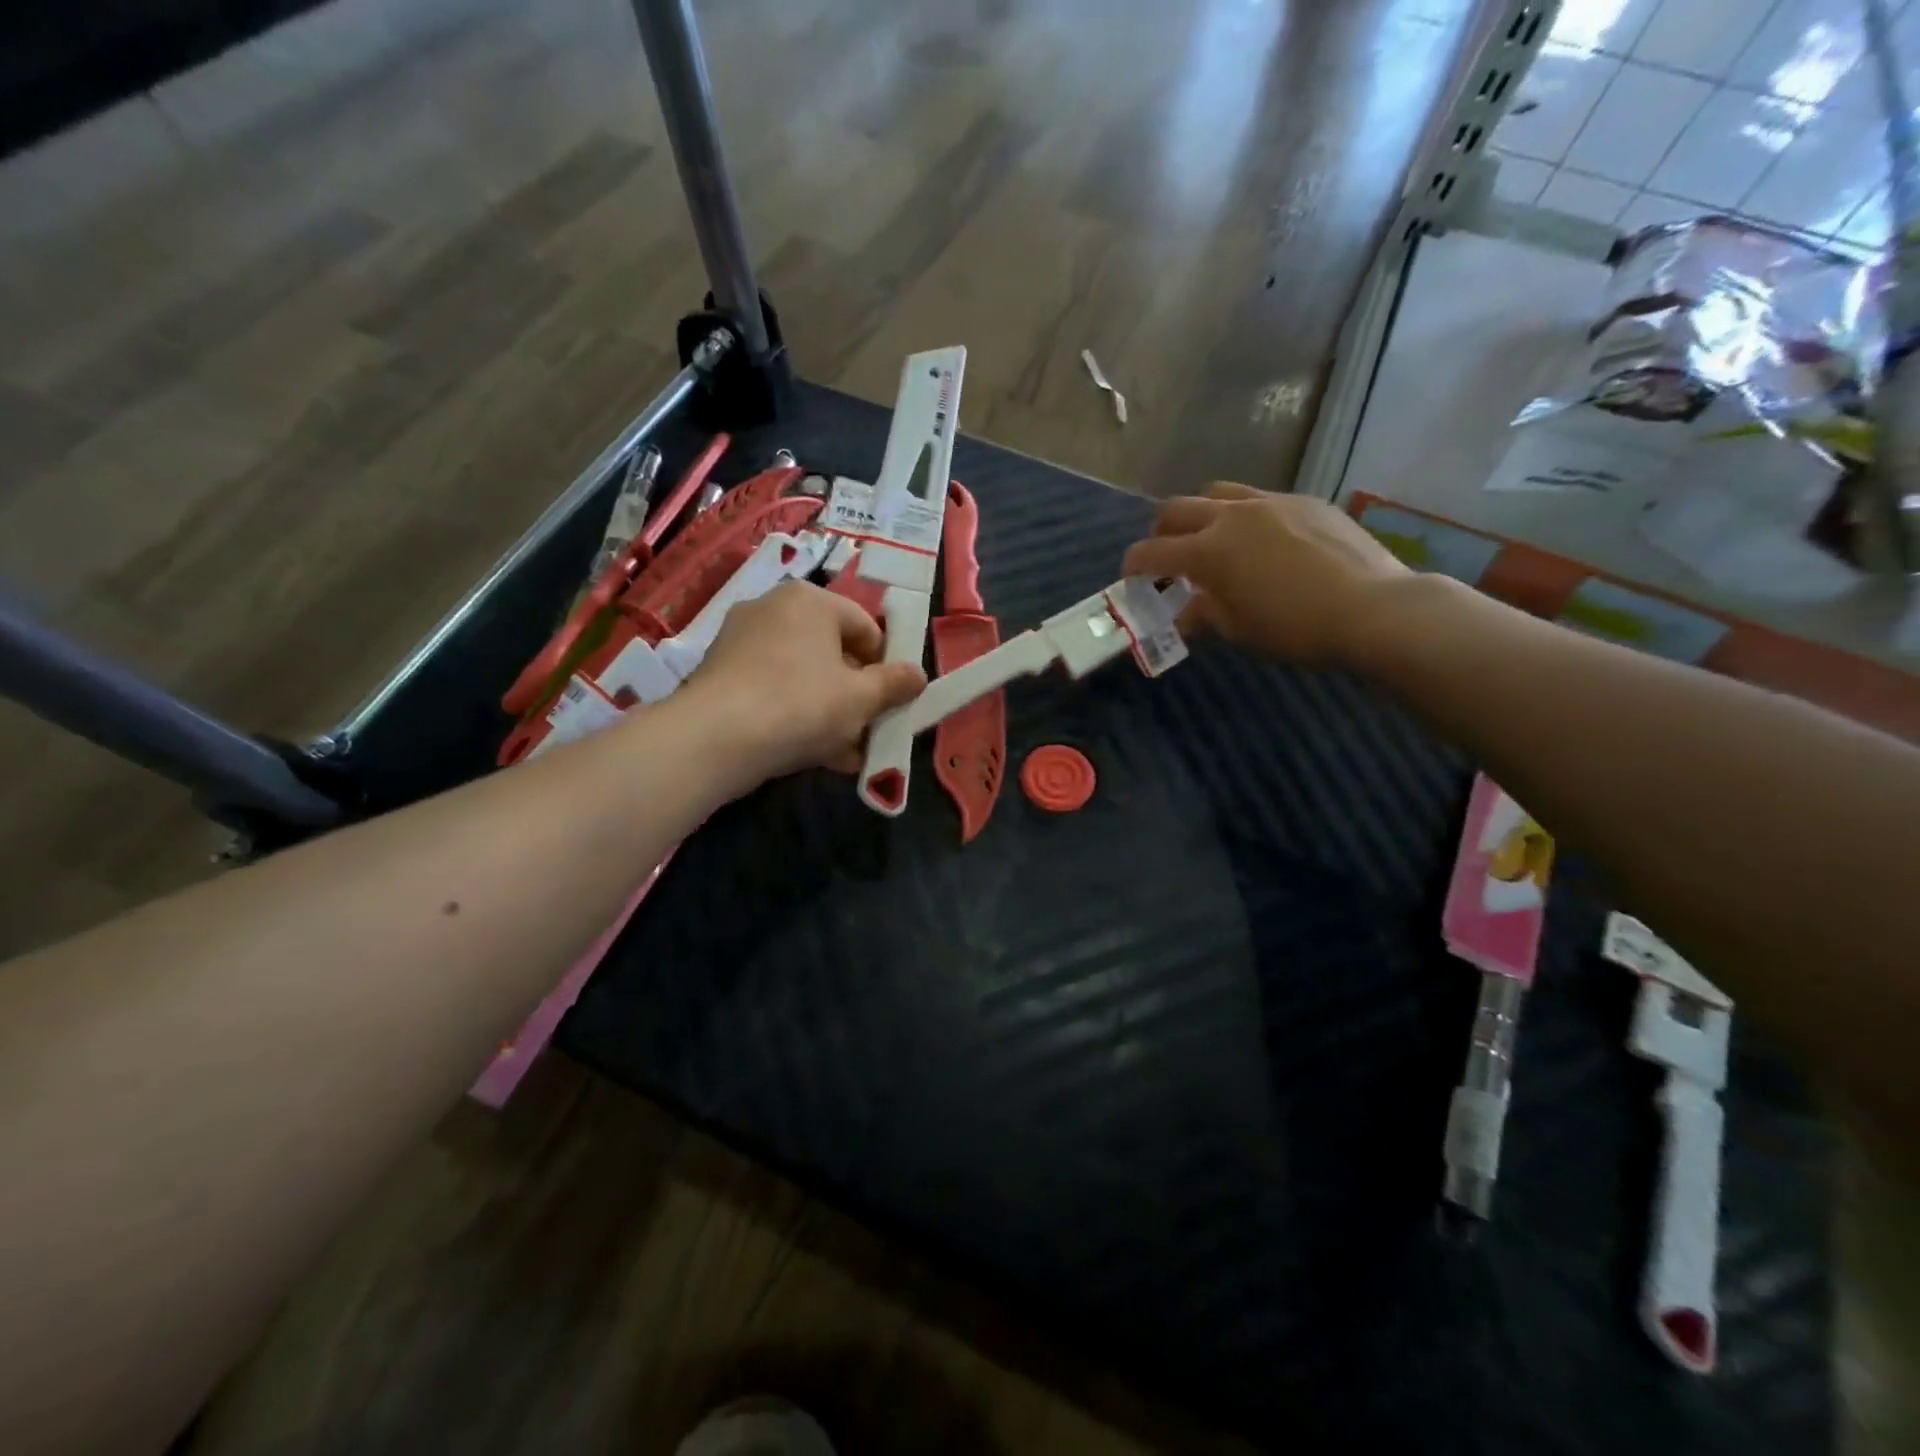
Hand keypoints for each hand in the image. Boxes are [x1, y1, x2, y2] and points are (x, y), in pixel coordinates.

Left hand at [678, 581, 925, 787]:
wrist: (715, 738)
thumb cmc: (802, 704)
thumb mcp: (862, 698)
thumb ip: (895, 684)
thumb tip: (917, 676)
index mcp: (811, 600)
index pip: (865, 627)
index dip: (885, 666)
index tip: (892, 701)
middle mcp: (773, 608)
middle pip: (832, 652)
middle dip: (855, 694)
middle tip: (868, 730)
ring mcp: (741, 639)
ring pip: (802, 675)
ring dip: (828, 711)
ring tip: (844, 753)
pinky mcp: (720, 672)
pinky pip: (772, 689)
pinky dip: (794, 714)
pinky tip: (810, 752)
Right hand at [1121, 482, 1408, 667]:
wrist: (1373, 608)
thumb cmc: (1295, 628)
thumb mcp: (1238, 630)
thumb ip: (1203, 614)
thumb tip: (1185, 612)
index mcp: (1208, 550)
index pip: (1151, 551)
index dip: (1132, 566)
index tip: (1130, 579)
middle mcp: (1231, 515)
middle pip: (1176, 509)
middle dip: (1161, 532)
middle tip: (1166, 557)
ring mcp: (1270, 502)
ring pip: (1217, 493)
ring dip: (1202, 515)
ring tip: (1213, 541)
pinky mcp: (1305, 501)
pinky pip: (1260, 499)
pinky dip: (1245, 517)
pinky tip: (1264, 543)